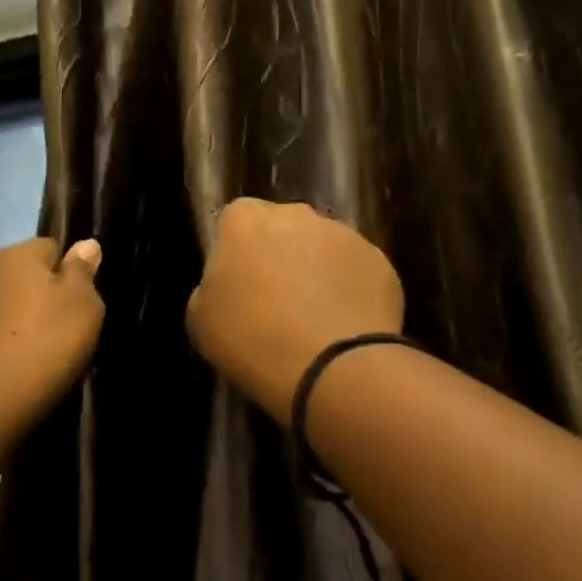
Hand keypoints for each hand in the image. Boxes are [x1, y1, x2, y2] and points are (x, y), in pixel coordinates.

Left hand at [0, 238, 103, 423]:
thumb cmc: (44, 345)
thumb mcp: (83, 306)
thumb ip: (83, 273)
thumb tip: (86, 244)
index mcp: (18, 256)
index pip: (50, 246)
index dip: (69, 270)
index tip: (81, 300)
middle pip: (22, 276)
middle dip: (41, 295)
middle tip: (64, 328)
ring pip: (0, 306)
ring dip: (17, 321)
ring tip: (38, 353)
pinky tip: (11, 370)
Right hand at [186, 199, 402, 423]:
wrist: (331, 366)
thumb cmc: (251, 339)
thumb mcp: (201, 318)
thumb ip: (213, 286)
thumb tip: (231, 285)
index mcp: (246, 220)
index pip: (237, 220)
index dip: (238, 252)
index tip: (239, 285)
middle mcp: (297, 214)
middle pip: (284, 228)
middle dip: (280, 255)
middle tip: (277, 302)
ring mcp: (344, 234)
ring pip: (324, 248)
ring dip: (318, 272)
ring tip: (316, 320)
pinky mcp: (380, 260)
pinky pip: (356, 272)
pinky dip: (351, 292)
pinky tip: (345, 327)